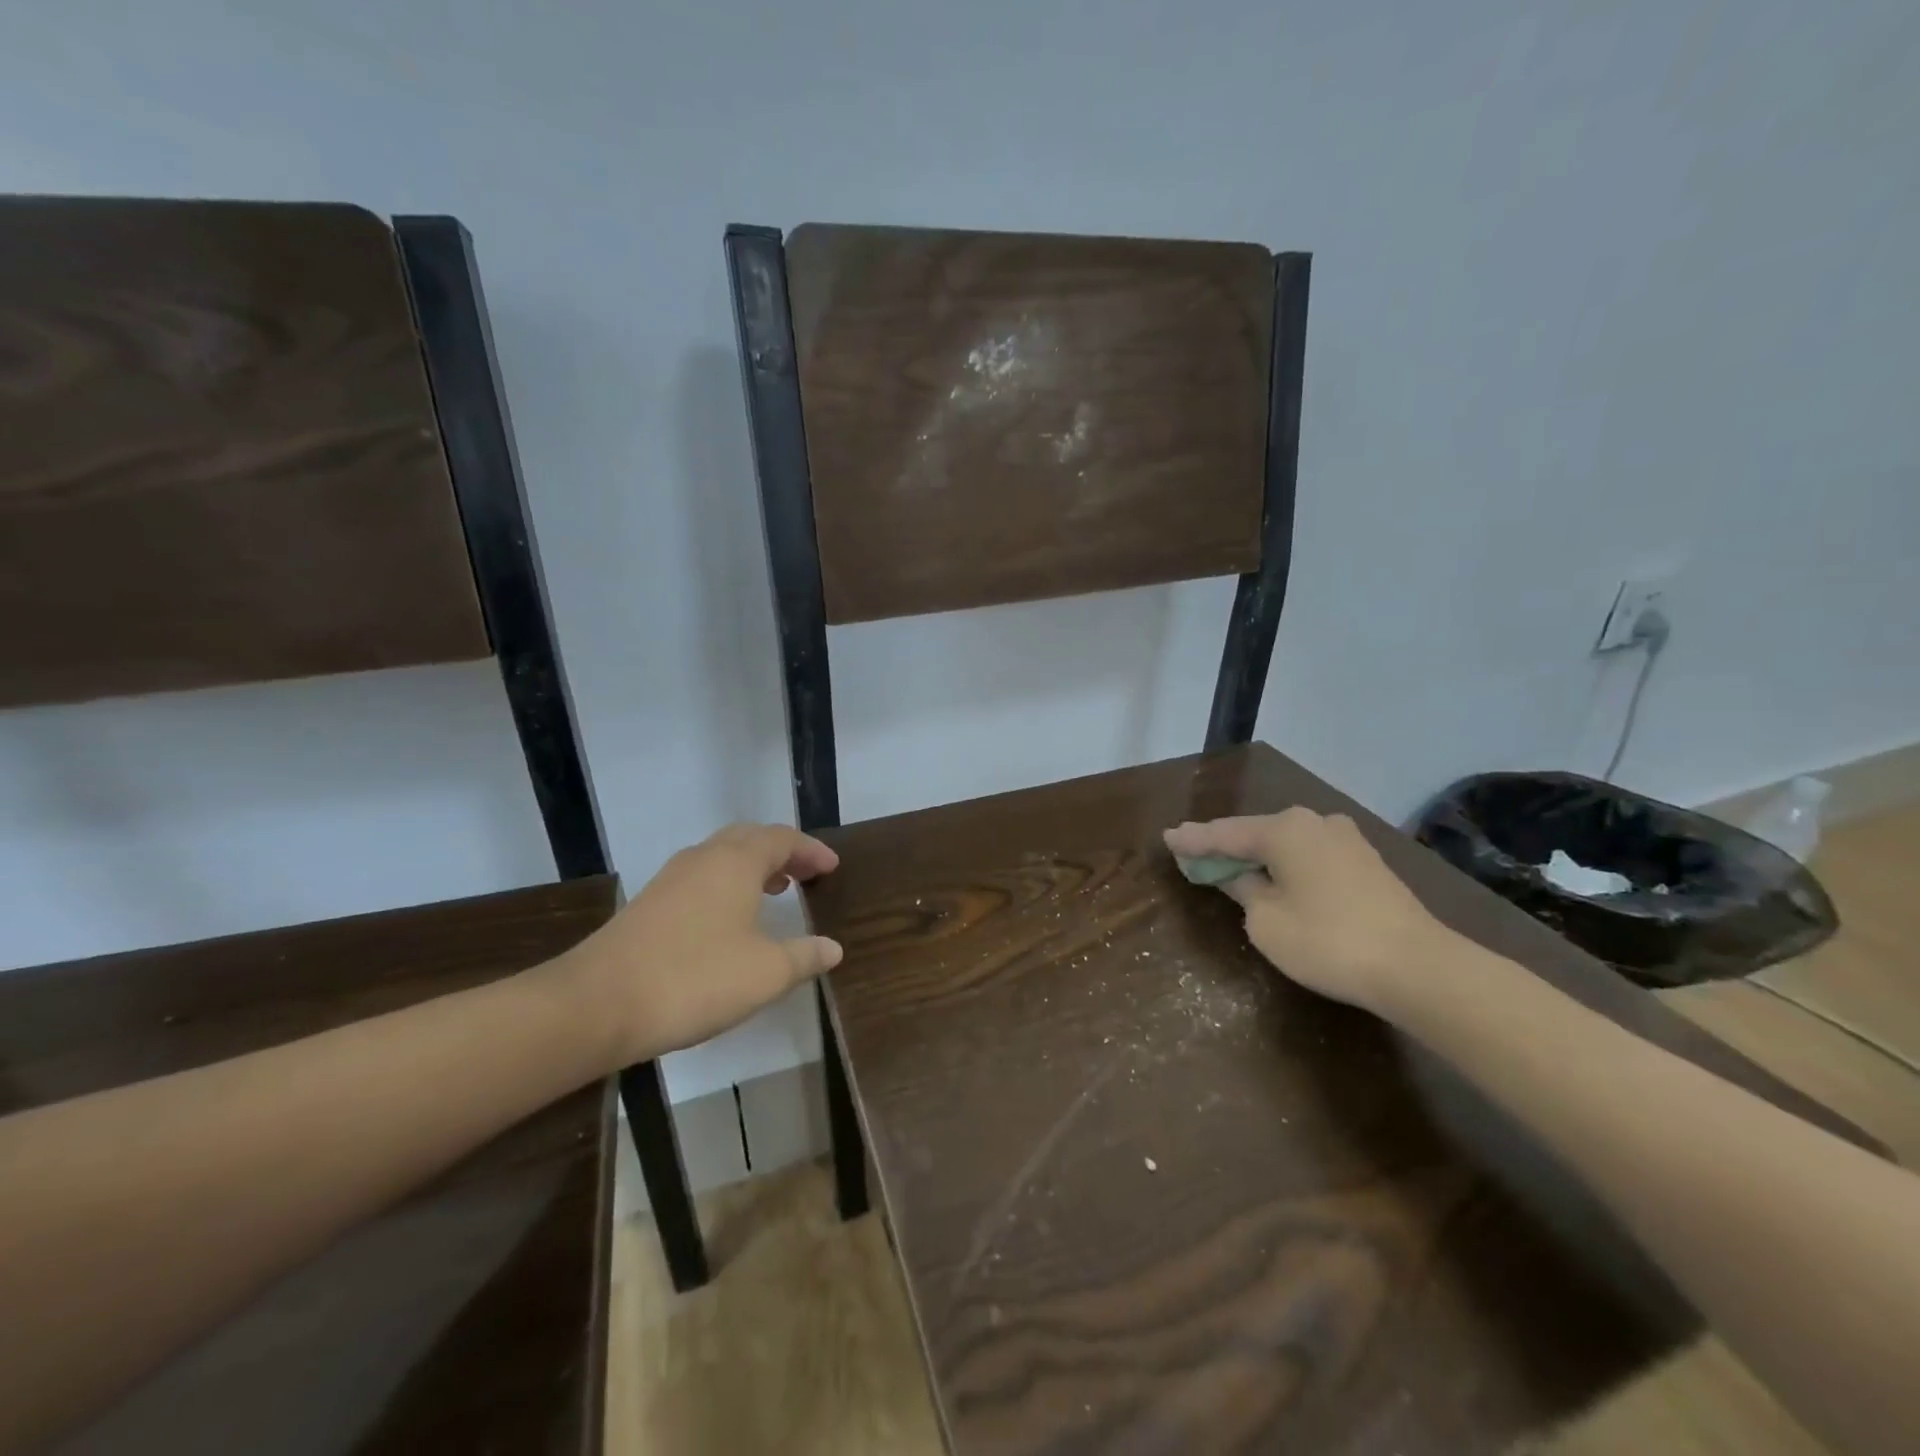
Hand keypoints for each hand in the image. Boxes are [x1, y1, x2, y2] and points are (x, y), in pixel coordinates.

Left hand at [558, 823, 842, 1064]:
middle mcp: (703, 859)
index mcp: (736, 862)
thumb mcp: (765, 973)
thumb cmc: (695, 979)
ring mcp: (670, 880)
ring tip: (774, 890)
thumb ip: (804, 956)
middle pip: (749, 838)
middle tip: (805, 873)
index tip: (832, 867)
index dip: (811, 850)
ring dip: (752, 866)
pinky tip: (728, 920)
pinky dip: (726, 885)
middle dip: (781, 851)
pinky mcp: (648, 904)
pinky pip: (700, 878)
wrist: (597, 1004)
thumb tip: (833, 947)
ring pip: (721, 856)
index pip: (782, 838)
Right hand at [1163, 808, 1458, 1015]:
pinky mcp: (1367, 861)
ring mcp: (1346, 839)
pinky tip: (1276, 874)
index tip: (1168, 838)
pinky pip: (1311, 855)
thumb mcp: (1266, 921)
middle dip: (1226, 844)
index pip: (1225, 834)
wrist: (1417, 966)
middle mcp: (1314, 822)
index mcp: (1284, 829)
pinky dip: (1287, 863)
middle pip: (1257, 832)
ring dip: (1259, 853)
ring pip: (1287, 842)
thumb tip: (1242, 876)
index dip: (1194, 840)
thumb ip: (1245, 890)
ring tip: (1231, 862)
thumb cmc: (1327, 941)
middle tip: (1194, 850)